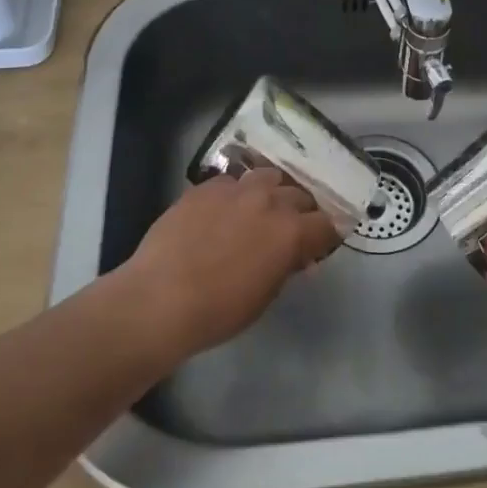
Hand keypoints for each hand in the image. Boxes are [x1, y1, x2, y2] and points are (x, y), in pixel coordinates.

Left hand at [119, 168, 340, 361]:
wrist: (159, 298)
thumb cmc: (219, 311)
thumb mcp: (265, 296)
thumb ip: (286, 267)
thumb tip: (296, 257)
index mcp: (292, 231)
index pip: (327, 223)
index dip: (326, 234)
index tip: (319, 244)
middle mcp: (270, 201)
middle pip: (300, 194)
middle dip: (301, 210)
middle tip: (290, 228)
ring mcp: (236, 189)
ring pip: (268, 176)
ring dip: (272, 191)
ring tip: (261, 208)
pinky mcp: (206, 187)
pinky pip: (232, 181)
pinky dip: (237, 193)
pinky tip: (224, 209)